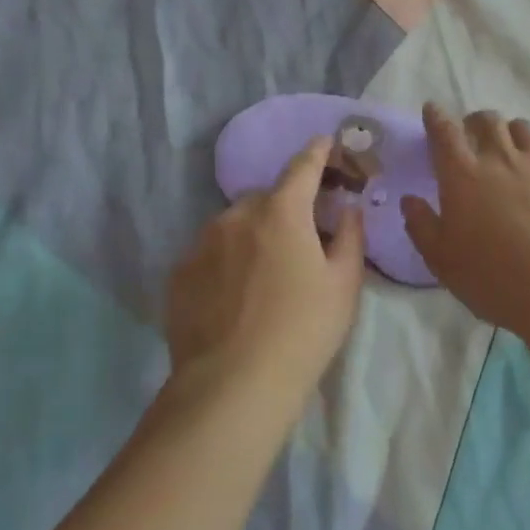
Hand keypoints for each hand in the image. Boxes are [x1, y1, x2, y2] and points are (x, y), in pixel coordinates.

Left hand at [165, 138, 367, 394]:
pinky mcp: (179, 274)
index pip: (303, 165)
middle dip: (287, 206)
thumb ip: (350, 235)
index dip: (318, 152)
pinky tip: (235, 295)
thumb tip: (348, 208)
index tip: (326, 143)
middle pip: (268, 197)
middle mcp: (237, 215)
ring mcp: (201, 243)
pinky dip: (227, 259)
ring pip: (235, 223)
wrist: (233, 386)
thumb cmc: (303, 331)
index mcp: (282, 211)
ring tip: (266, 273)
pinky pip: (211, 252)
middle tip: (303, 236)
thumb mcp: (345, 284)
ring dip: (254, 233)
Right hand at [401, 104, 529, 335]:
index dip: (436, 117)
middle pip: (488, 121)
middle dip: (474, 121)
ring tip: (507, 148)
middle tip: (470, 134)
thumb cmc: (493, 278)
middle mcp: (502, 160)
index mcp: (463, 175)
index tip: (432, 110)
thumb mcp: (442, 260)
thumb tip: (410, 201)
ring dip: (509, 132)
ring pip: (523, 130)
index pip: (444, 131)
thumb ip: (422, 226)